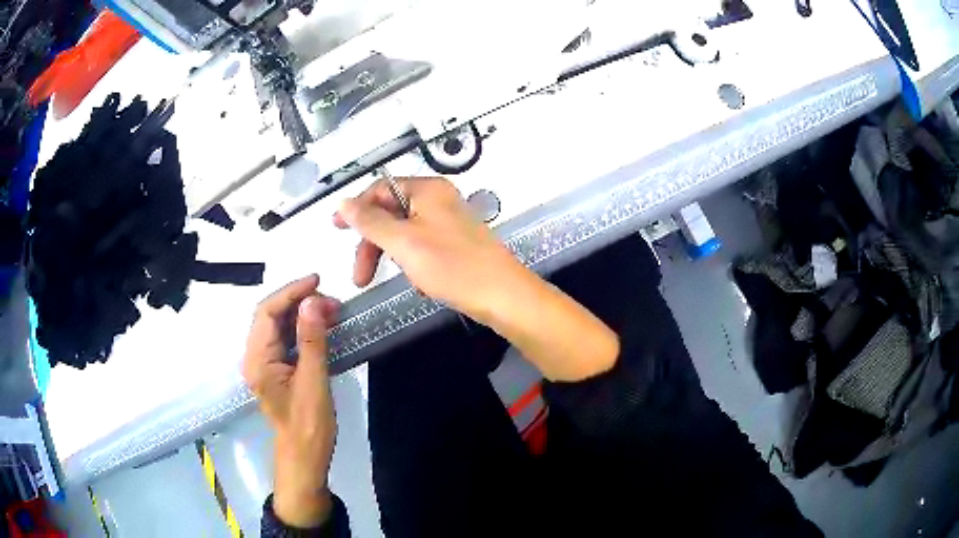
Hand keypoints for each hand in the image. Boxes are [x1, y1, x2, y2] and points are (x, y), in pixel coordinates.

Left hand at [243, 275, 339, 527]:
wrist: (305, 456)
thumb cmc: (309, 425)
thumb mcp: (314, 382)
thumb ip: (312, 341)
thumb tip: (313, 302)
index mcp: (258, 359)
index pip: (267, 312)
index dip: (290, 292)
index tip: (317, 282)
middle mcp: (255, 356)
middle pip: (270, 315)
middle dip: (298, 302)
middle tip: (331, 302)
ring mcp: (264, 363)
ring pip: (278, 325)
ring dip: (301, 313)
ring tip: (330, 311)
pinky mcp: (275, 369)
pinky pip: (285, 339)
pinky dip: (302, 328)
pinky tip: (321, 326)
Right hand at [335, 177, 619, 381]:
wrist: (503, 297)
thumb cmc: (453, 266)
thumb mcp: (403, 242)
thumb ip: (370, 221)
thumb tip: (343, 203)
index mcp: (427, 190)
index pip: (380, 190)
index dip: (356, 209)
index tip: (336, 229)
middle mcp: (439, 200)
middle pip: (391, 214)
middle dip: (373, 244)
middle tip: (361, 276)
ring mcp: (449, 223)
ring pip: (405, 234)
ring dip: (394, 257)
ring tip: (404, 281)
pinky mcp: (457, 245)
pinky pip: (423, 248)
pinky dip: (414, 265)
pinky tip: (422, 285)